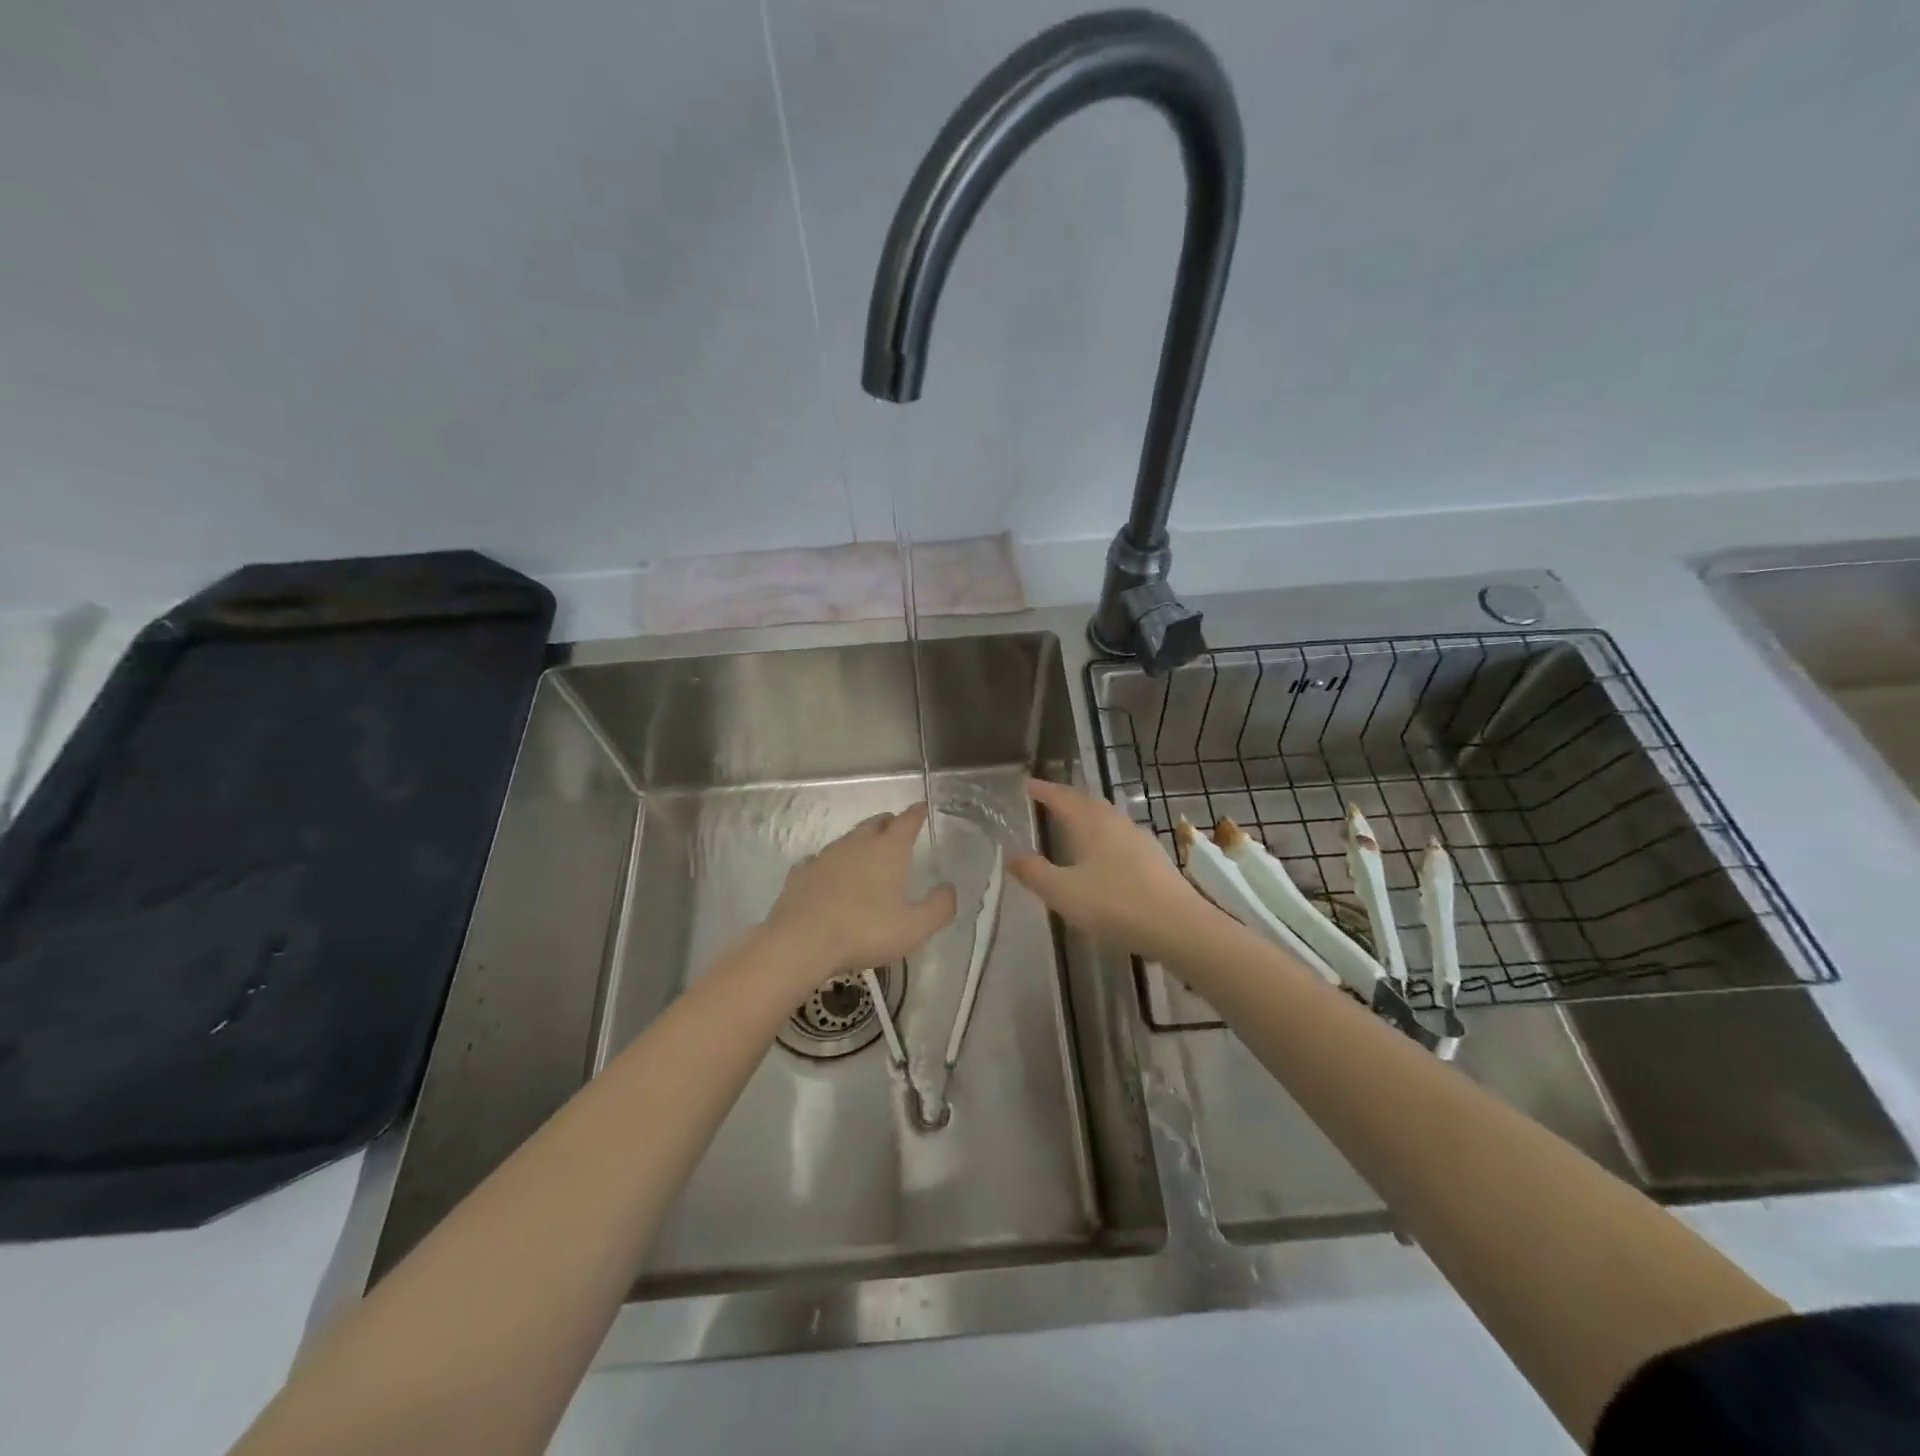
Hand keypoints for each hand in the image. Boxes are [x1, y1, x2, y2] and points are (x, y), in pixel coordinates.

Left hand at [762, 803, 956, 982]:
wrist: (801, 942)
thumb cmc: (865, 931)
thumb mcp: (914, 928)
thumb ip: (939, 907)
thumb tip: (950, 889)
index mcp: (888, 850)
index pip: (907, 821)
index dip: (917, 813)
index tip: (923, 807)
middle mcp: (857, 844)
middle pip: (876, 823)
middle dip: (889, 823)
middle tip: (897, 830)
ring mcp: (825, 856)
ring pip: (848, 839)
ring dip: (861, 842)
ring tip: (867, 854)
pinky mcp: (801, 873)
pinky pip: (820, 860)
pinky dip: (831, 864)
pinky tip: (830, 876)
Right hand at [1010, 778, 1212, 962]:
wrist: (1180, 927)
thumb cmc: (1115, 905)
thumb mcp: (1063, 892)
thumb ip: (1034, 872)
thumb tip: (1011, 851)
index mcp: (1092, 823)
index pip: (1062, 797)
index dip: (1043, 790)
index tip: (1027, 784)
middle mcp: (1116, 822)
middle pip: (1087, 803)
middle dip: (1066, 799)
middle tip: (1047, 800)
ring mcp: (1140, 839)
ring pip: (1107, 818)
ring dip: (1087, 817)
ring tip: (1072, 825)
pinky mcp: (1154, 859)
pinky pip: (1120, 837)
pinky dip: (1104, 837)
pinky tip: (1103, 855)